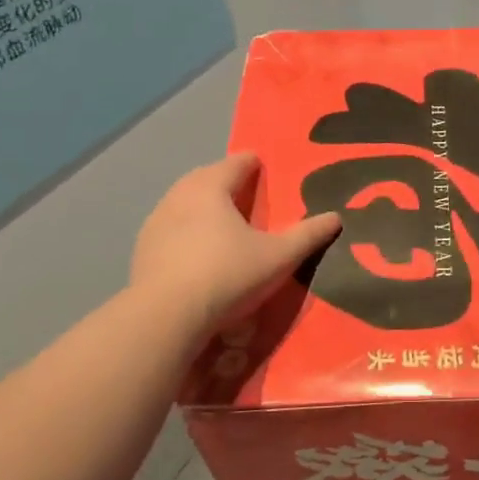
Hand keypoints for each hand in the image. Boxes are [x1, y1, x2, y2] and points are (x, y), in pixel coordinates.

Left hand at [130, 152, 340, 334]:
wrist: (167, 317)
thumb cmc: (228, 274)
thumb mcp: (279, 257)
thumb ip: (308, 235)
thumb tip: (336, 217)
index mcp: (211, 187)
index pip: (235, 163)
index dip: (252, 163)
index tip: (263, 166)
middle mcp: (179, 195)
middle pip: (206, 178)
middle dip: (225, 181)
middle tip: (245, 192)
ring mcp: (156, 222)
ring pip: (184, 202)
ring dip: (202, 206)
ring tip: (222, 221)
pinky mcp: (142, 250)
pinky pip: (170, 229)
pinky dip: (186, 231)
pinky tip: (197, 251)